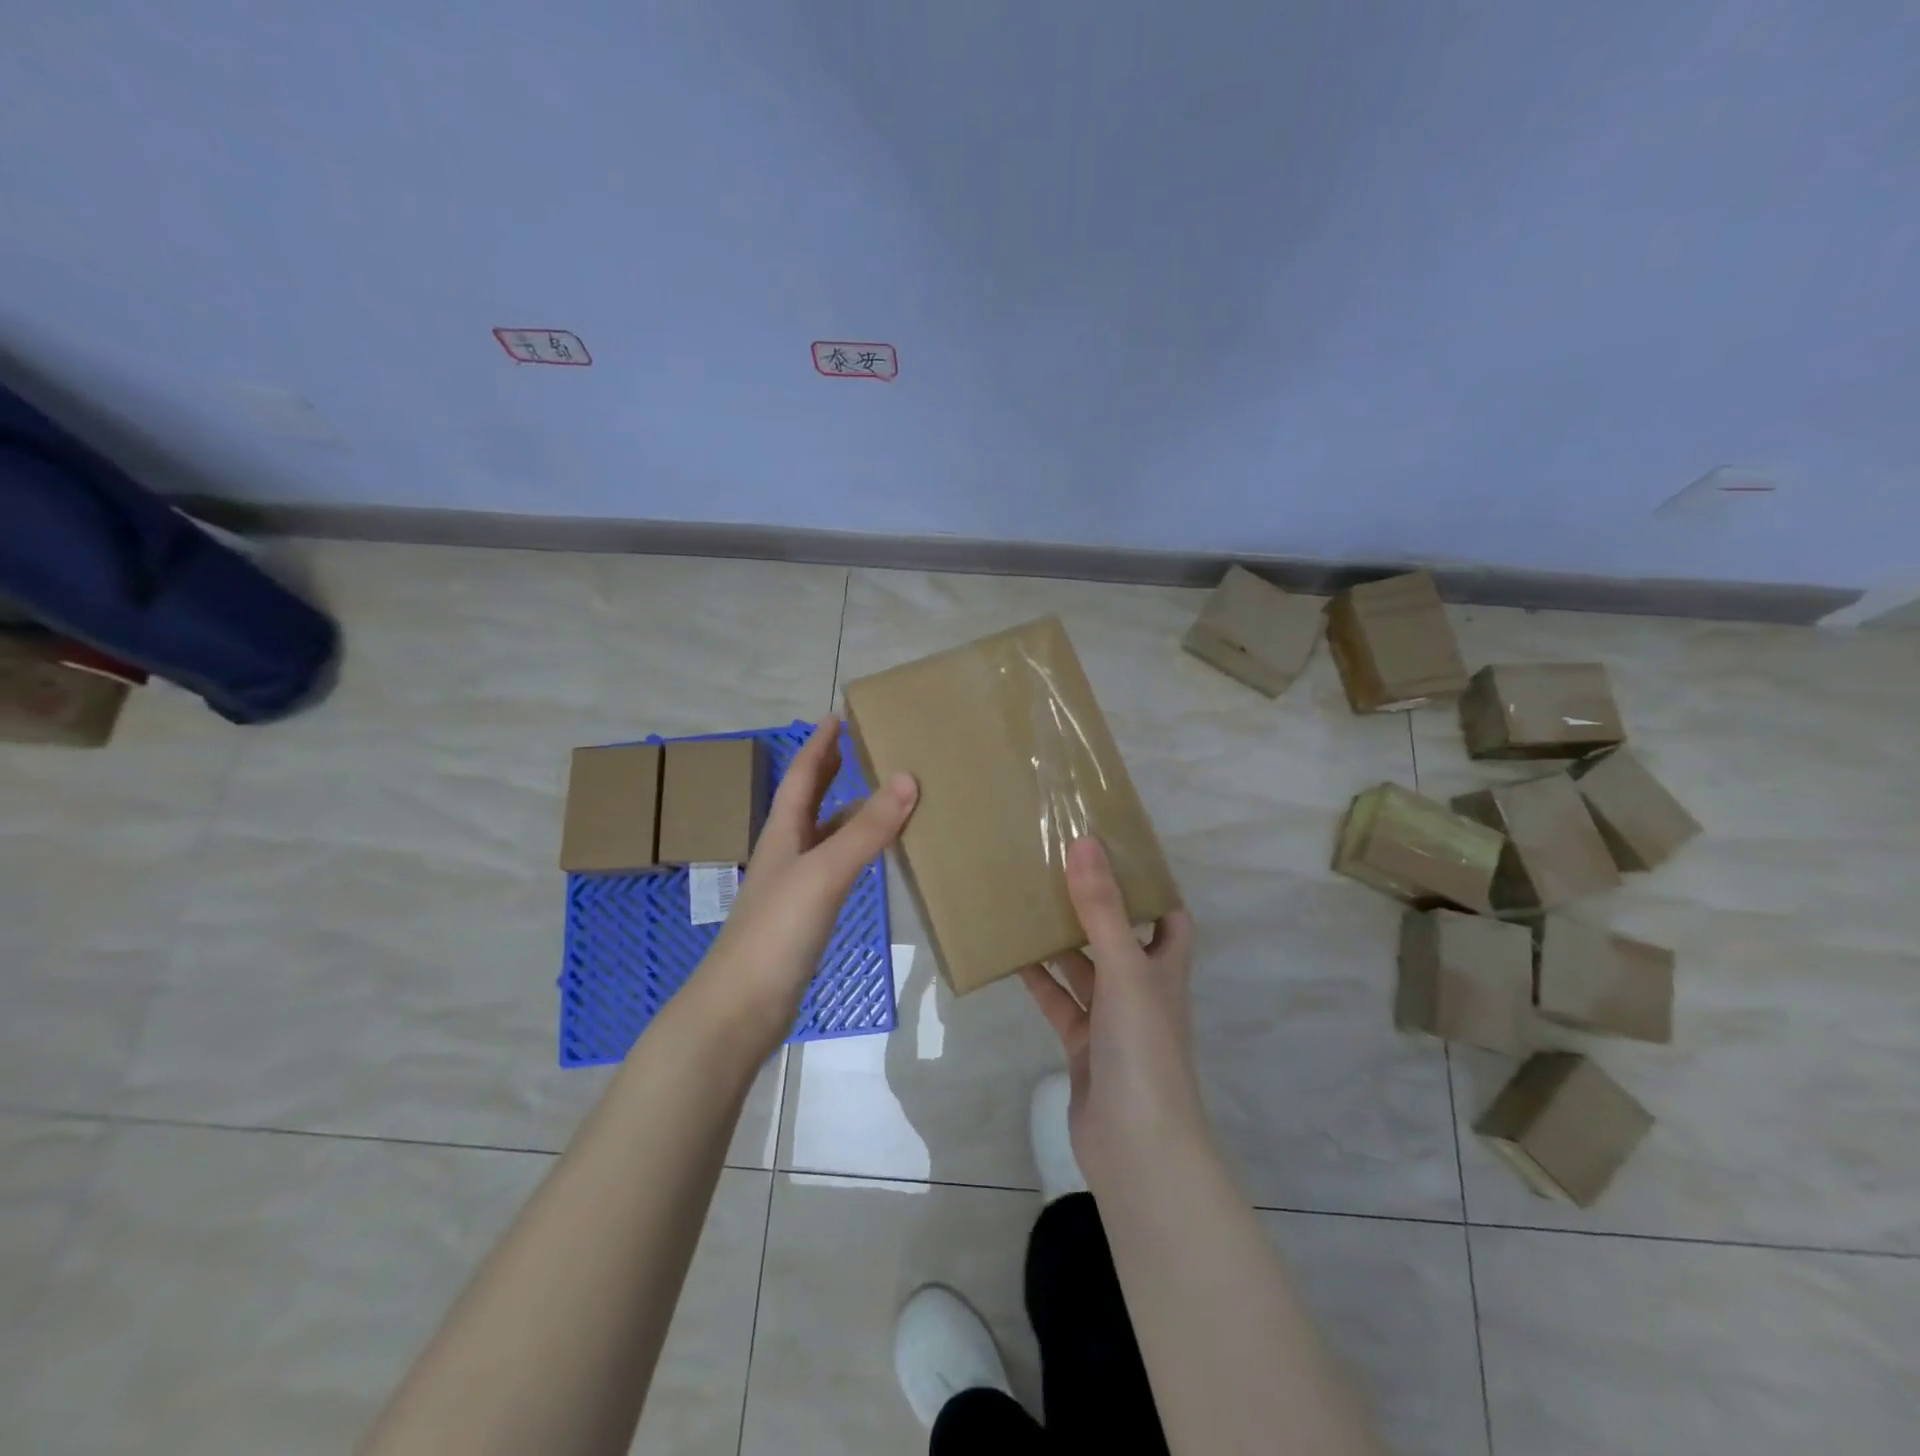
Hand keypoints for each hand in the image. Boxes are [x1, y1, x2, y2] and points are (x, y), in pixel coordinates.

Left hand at [691, 717, 916, 1054]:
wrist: (740, 1008)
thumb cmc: (777, 931)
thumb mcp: (824, 873)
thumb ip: (866, 830)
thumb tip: (908, 778)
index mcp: (783, 834)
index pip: (802, 777)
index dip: (819, 746)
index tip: (837, 717)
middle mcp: (786, 853)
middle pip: (807, 802)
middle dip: (828, 773)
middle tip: (854, 748)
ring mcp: (794, 888)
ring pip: (823, 836)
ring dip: (846, 813)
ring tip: (878, 797)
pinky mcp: (805, 918)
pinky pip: (834, 869)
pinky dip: (853, 853)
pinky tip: (868, 859)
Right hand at [1020, 836, 1201, 1181]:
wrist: (1136, 1145)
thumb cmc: (1143, 1048)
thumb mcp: (1124, 969)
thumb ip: (1103, 909)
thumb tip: (1086, 843)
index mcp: (1164, 967)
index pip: (1168, 916)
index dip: (1150, 887)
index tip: (1115, 853)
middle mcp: (1143, 988)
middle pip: (1120, 937)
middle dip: (1094, 907)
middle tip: (1057, 869)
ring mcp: (1113, 1019)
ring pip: (1085, 969)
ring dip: (1061, 942)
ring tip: (1027, 902)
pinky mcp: (1085, 1046)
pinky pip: (1060, 1003)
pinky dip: (1040, 982)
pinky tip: (1012, 958)